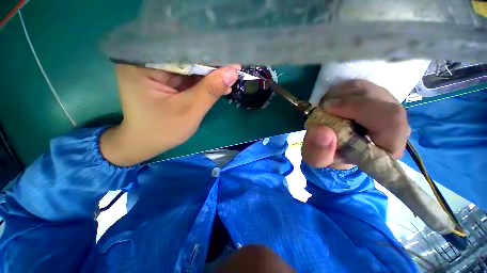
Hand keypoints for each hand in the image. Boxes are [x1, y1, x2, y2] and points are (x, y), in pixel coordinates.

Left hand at [100, 64, 239, 165]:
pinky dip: (202, 84)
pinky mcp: (163, 81)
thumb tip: (233, 72)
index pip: (182, 54)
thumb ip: (210, 90)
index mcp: (142, 64)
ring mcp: (154, 72)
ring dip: (209, 78)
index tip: (232, 63)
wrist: (145, 145)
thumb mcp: (189, 110)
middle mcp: (145, 62)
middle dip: (210, 69)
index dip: (209, 59)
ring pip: (188, 70)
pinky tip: (218, 87)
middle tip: (233, 72)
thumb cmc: (162, 131)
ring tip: (229, 81)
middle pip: (185, 60)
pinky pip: (186, 79)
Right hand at [302, 79, 410, 168]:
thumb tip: (321, 130)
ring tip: (325, 110)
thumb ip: (318, 153)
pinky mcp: (374, 96)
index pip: (391, 120)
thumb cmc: (328, 155)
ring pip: (365, 88)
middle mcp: (395, 124)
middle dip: (343, 101)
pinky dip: (338, 91)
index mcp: (387, 147)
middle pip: (378, 98)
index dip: (360, 108)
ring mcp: (386, 106)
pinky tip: (331, 104)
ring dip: (338, 96)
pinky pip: (357, 85)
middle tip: (323, 109)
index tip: (328, 108)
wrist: (334, 147)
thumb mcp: (317, 160)